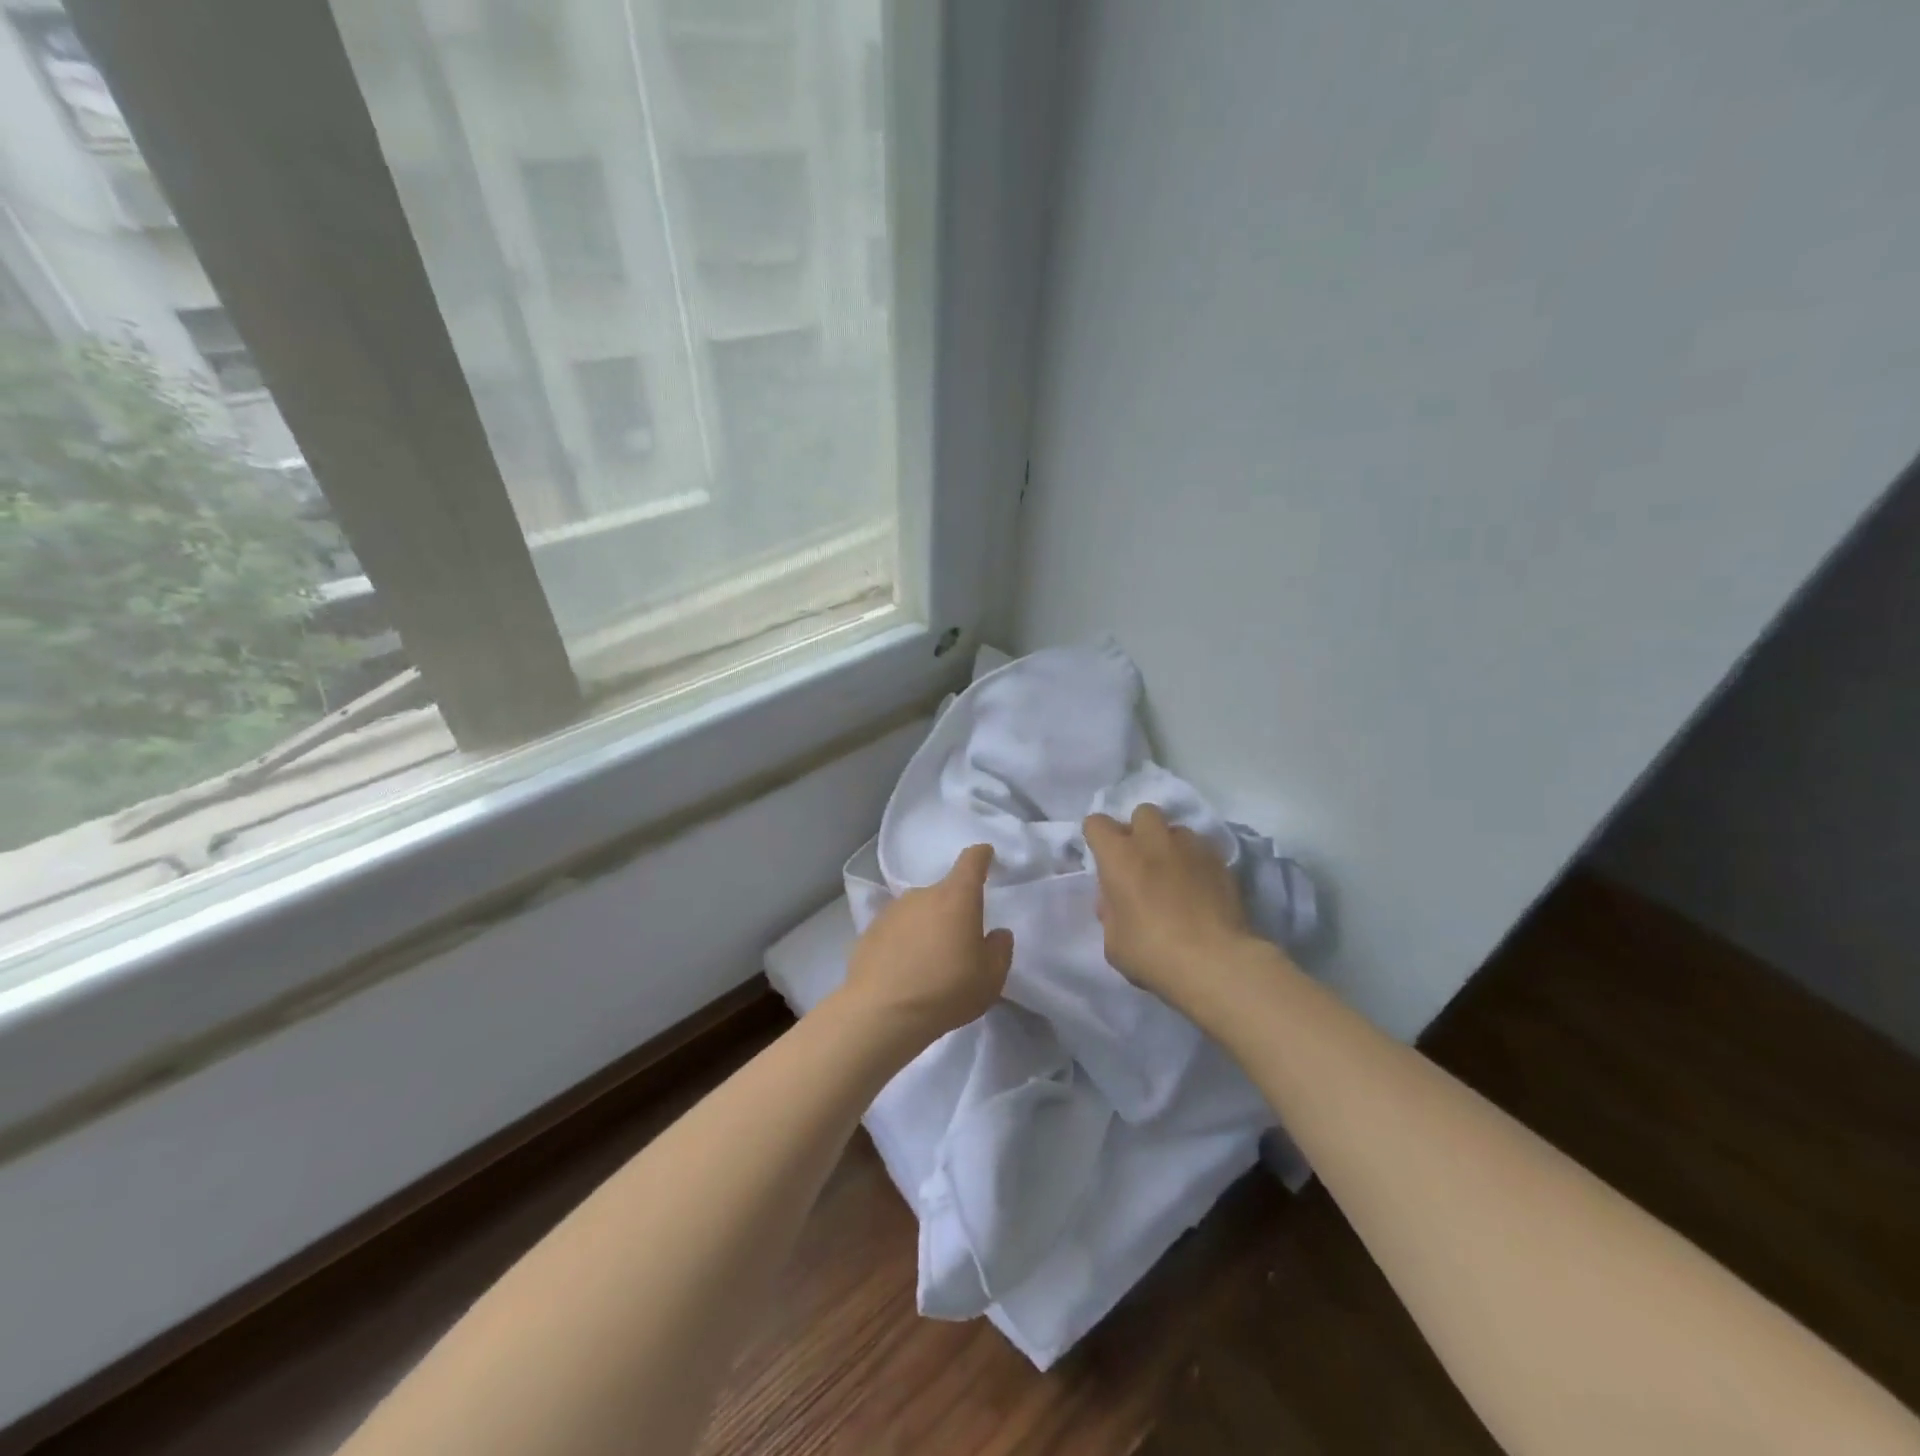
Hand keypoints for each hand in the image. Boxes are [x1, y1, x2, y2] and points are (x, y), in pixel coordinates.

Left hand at [842, 844, 1013, 1044]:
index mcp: (957, 897)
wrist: (882, 1013)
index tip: (986, 856)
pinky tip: (904, 970)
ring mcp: (892, 911)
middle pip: (944, 892)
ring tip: (930, 961)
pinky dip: (903, 942)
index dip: (981, 856)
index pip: (971, 861)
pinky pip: (896, 930)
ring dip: (927, 927)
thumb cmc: (946, 990)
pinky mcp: (869, 932)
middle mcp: (922, 894)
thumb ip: (1000, 949)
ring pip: (918, 911)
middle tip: (959, 943)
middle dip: (954, 910)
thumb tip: (997, 934)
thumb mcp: (991, 977)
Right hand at [1083, 804, 1257, 1004]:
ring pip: (1176, 829)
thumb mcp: (1113, 941)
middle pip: (1143, 812)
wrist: (1215, 962)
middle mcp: (1153, 841)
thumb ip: (1110, 911)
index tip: (1102, 857)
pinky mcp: (1221, 861)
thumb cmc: (1152, 953)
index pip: (1096, 823)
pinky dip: (1196, 862)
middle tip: (1141, 860)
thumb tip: (1115, 900)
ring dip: (1170, 845)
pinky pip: (1202, 850)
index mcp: (1119, 856)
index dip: (1097, 837)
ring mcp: (1191, 847)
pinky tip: (1200, 886)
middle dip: (1139, 830)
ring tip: (1174, 872)